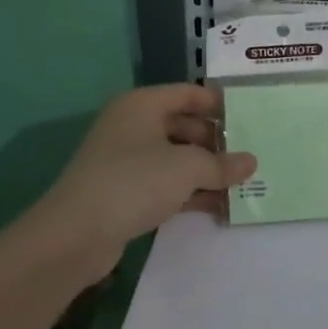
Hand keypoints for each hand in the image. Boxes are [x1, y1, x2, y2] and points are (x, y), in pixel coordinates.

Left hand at [30, 84, 256, 280]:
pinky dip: (189, 192)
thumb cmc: (134, 182)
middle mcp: (132, 125)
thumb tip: (251, 162)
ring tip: (241, 185)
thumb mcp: (187, 168)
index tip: (249, 117)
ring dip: (206, 171)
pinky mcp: (124, 192)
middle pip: (183, 126)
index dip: (218, 104)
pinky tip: (218, 206)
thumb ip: (221, 164)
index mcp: (142, 105)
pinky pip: (165, 184)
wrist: (76, 234)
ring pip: (175, 158)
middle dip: (215, 143)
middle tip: (249, 157)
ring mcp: (126, 160)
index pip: (188, 94)